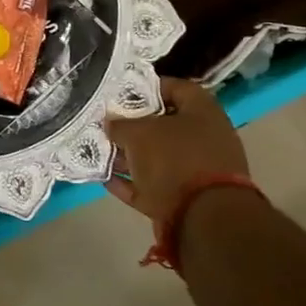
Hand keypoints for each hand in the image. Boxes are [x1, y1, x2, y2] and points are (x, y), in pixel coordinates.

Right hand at [105, 78, 248, 225]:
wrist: (204, 218)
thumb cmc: (174, 159)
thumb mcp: (138, 133)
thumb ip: (120, 124)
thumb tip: (110, 123)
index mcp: (203, 113)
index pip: (176, 87)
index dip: (147, 86)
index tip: (121, 91)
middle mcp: (205, 139)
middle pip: (164, 125)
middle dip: (133, 124)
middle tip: (106, 122)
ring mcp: (198, 171)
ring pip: (157, 157)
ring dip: (129, 156)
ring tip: (99, 151)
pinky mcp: (187, 200)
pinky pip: (153, 185)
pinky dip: (131, 182)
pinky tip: (105, 178)